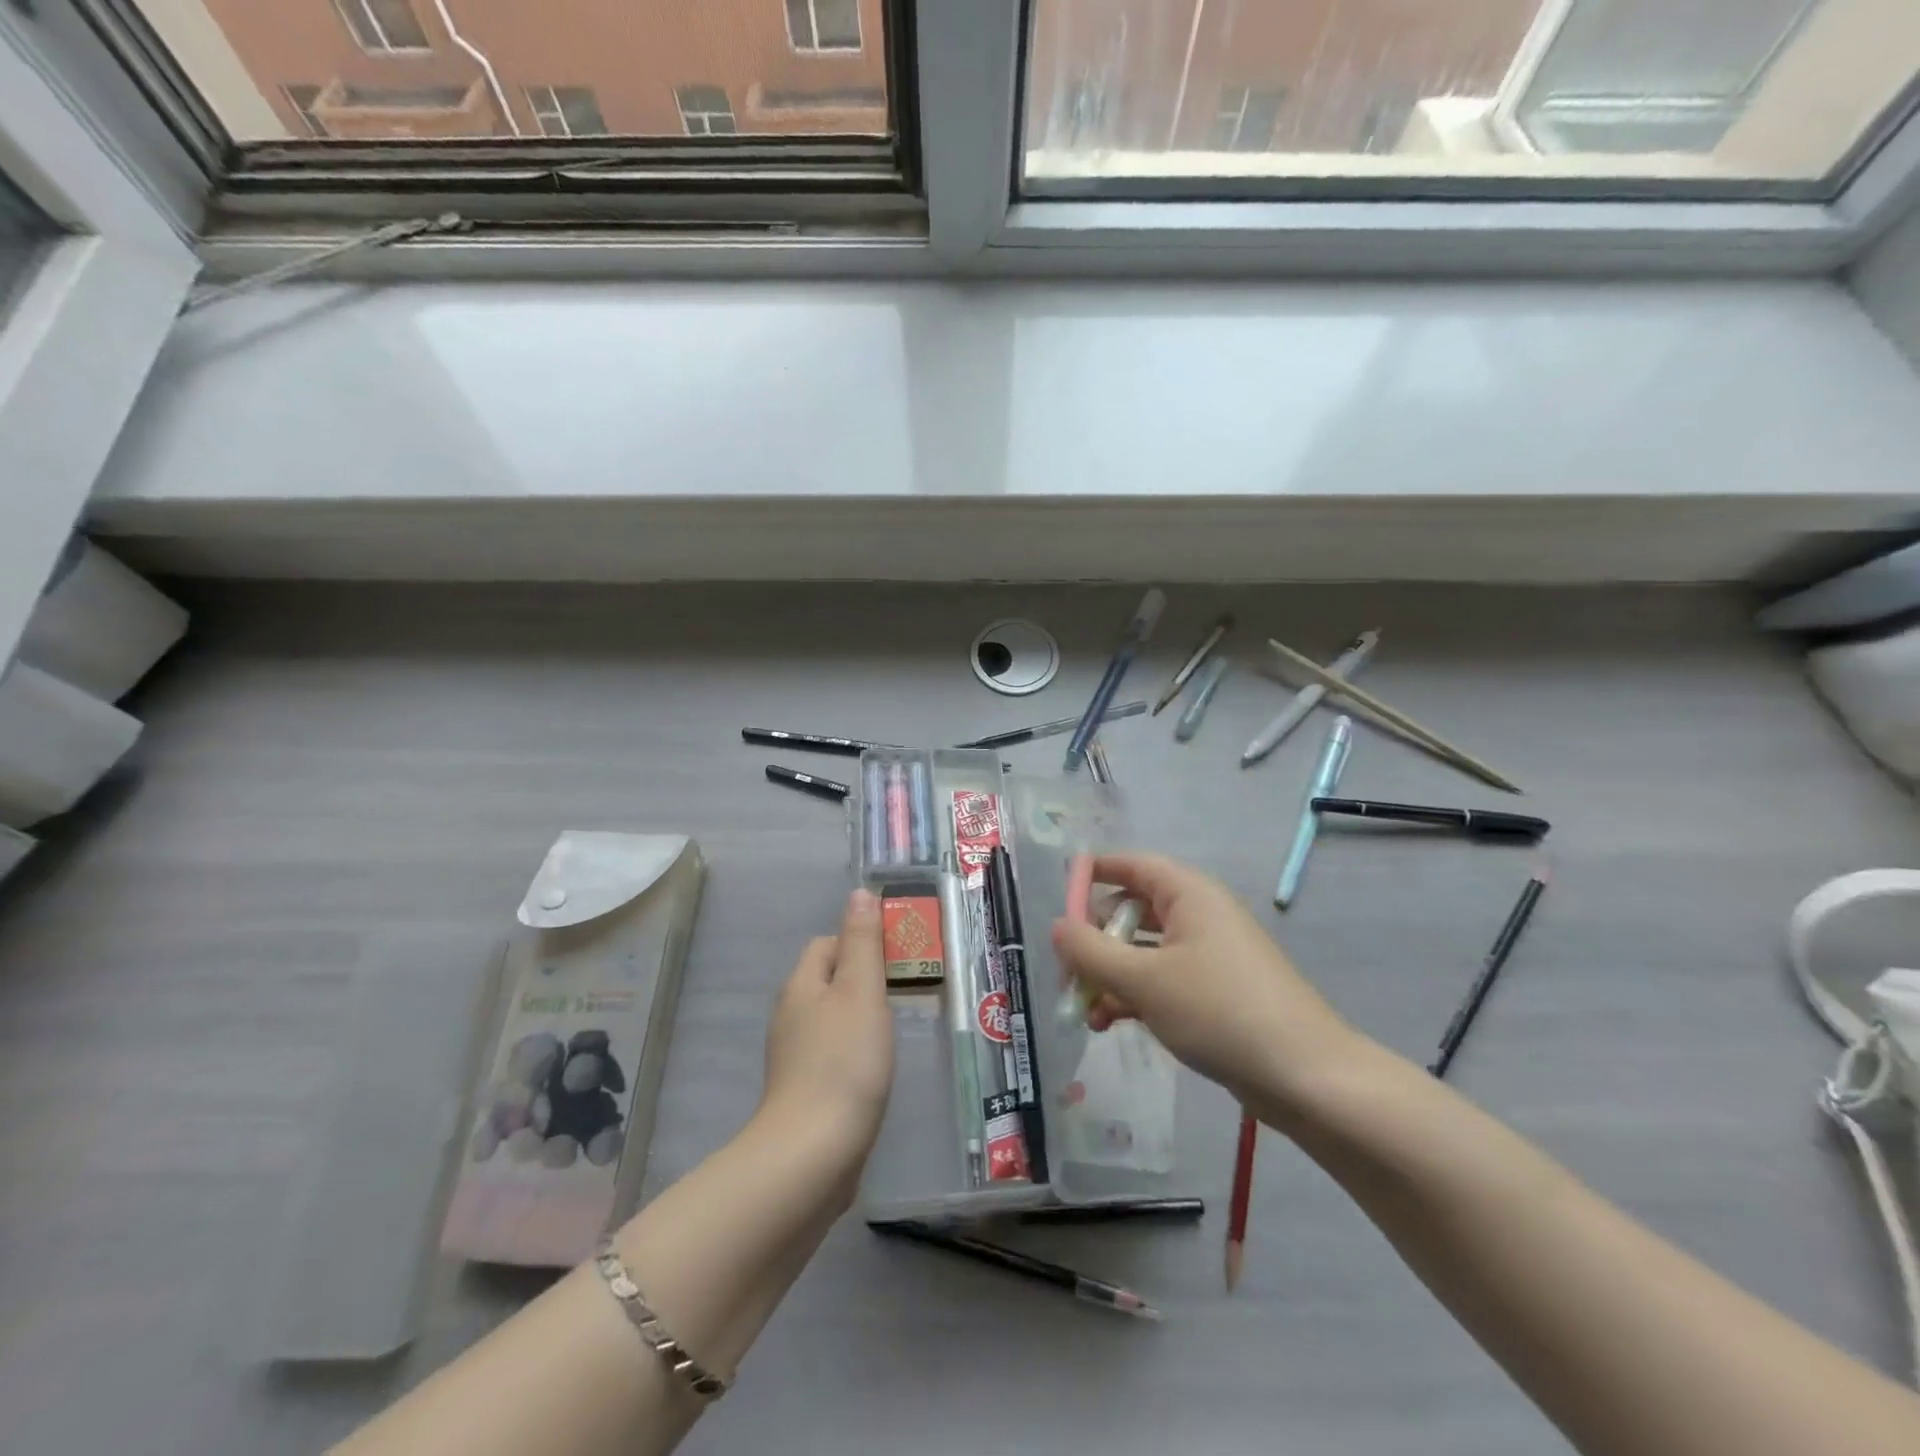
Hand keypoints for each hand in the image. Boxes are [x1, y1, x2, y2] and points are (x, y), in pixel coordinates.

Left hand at [761, 888, 894, 1172]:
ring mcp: (794, 1057)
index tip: (897, 958)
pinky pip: (833, 1055)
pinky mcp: (805, 1092)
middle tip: (905, 991)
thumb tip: (858, 893)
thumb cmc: (844, 1061)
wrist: (813, 1154)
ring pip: (832, 1019)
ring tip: (898, 1029)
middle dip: (865, 980)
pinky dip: (855, 1053)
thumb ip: (862, 941)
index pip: (827, 944)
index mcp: (802, 985)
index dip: (860, 942)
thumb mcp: (861, 991)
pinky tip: (878, 1070)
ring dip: (862, 1018)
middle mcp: (791, 1015)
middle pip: (829, 981)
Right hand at [1051, 854, 1361, 1125]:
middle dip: (1095, 939)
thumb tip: (1057, 926)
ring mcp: (1210, 956)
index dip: (1096, 870)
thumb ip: (1091, 952)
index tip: (1061, 888)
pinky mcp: (1217, 993)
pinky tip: (1111, 1024)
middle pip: (1134, 911)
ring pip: (1145, 952)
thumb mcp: (1143, 981)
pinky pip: (1164, 981)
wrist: (1305, 1076)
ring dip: (1111, 975)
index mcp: (1188, 895)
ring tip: (1083, 1009)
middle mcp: (1199, 916)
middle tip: (1066, 968)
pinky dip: (1136, 996)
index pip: (1134, 865)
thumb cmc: (1219, 1011)